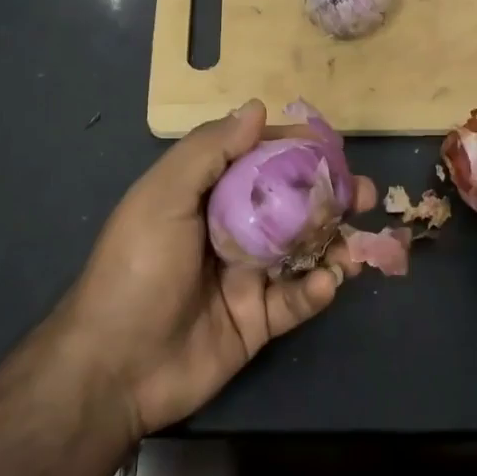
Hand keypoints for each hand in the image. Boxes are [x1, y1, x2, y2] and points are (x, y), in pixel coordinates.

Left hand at [56, 101, 372, 438]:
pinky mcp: (259, 321)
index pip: (257, 160)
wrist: (114, 366)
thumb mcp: (163, 197)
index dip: (293, 148)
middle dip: (329, 196)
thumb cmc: (137, 268)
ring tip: (356, 243)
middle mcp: (231, 231)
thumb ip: (209, 151)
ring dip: (334, 242)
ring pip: (303, 251)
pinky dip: (316, 290)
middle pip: (290, 204)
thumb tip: (256, 108)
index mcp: (206, 197)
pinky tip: (325, 283)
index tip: (330, 145)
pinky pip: (297, 300)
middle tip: (362, 193)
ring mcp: (247, 277)